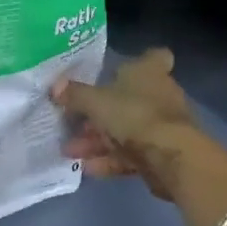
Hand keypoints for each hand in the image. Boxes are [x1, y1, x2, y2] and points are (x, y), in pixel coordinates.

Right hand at [54, 48, 207, 201]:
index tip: (118, 70)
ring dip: (98, 140)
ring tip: (70, 152)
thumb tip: (55, 87)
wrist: (172, 157)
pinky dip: (109, 160)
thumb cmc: (135, 114)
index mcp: (148, 72)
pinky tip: (86, 169)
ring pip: (125, 129)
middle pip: (128, 98)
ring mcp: (161, 125)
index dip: (140, 60)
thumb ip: (75, 95)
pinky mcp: (161, 154)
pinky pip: (130, 154)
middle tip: (72, 122)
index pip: (153, 57)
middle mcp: (158, 94)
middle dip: (99, 113)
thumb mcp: (96, 101)